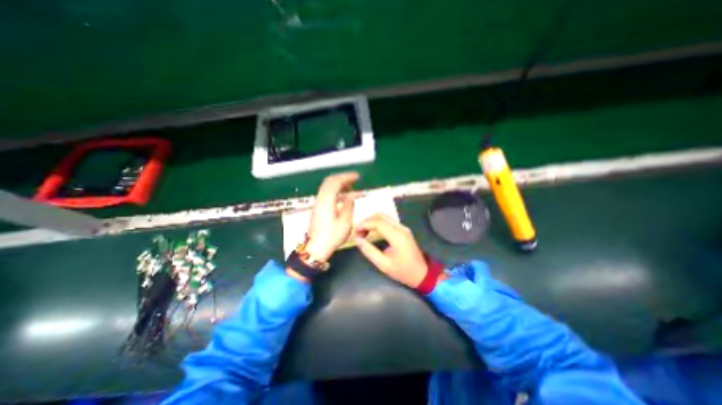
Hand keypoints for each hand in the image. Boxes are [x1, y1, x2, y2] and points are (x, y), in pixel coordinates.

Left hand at [305, 171, 360, 261]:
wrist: (315, 249)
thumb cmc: (331, 237)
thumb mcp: (345, 222)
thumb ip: (348, 206)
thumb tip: (351, 195)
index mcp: (326, 201)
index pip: (335, 182)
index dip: (347, 177)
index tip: (357, 177)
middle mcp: (320, 199)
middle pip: (329, 182)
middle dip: (342, 178)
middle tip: (354, 179)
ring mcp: (317, 204)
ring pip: (327, 187)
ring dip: (338, 184)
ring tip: (350, 186)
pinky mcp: (317, 208)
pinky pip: (326, 193)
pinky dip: (335, 190)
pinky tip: (343, 196)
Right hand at [354, 216, 427, 287]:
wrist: (422, 273)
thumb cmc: (403, 271)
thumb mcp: (383, 264)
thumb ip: (369, 250)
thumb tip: (357, 239)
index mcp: (396, 236)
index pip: (377, 222)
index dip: (364, 224)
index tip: (355, 231)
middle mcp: (400, 228)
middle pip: (380, 216)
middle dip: (367, 221)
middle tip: (358, 232)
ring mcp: (403, 227)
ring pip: (384, 216)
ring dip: (372, 221)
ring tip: (363, 231)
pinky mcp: (403, 229)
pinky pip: (388, 221)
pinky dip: (378, 223)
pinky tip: (372, 231)